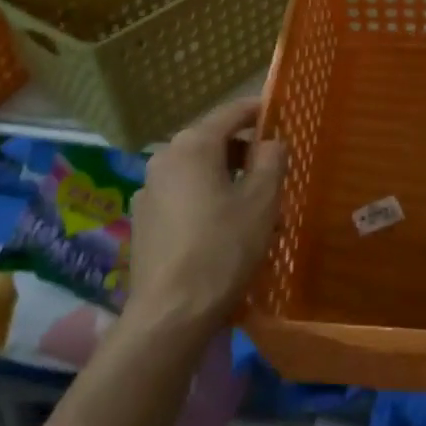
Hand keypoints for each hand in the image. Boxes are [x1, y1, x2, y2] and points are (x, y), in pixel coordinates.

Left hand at [126, 99, 284, 335]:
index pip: (231, 112)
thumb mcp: (262, 200)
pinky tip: (227, 230)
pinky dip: (208, 199)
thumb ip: (271, 160)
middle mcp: (165, 158)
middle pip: (213, 141)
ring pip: (199, 171)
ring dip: (228, 180)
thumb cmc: (223, 248)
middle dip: (246, 152)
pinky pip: (184, 196)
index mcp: (193, 144)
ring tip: (258, 209)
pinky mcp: (144, 221)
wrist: (170, 314)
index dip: (258, 110)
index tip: (280, 114)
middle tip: (276, 173)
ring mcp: (149, 190)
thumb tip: (271, 141)